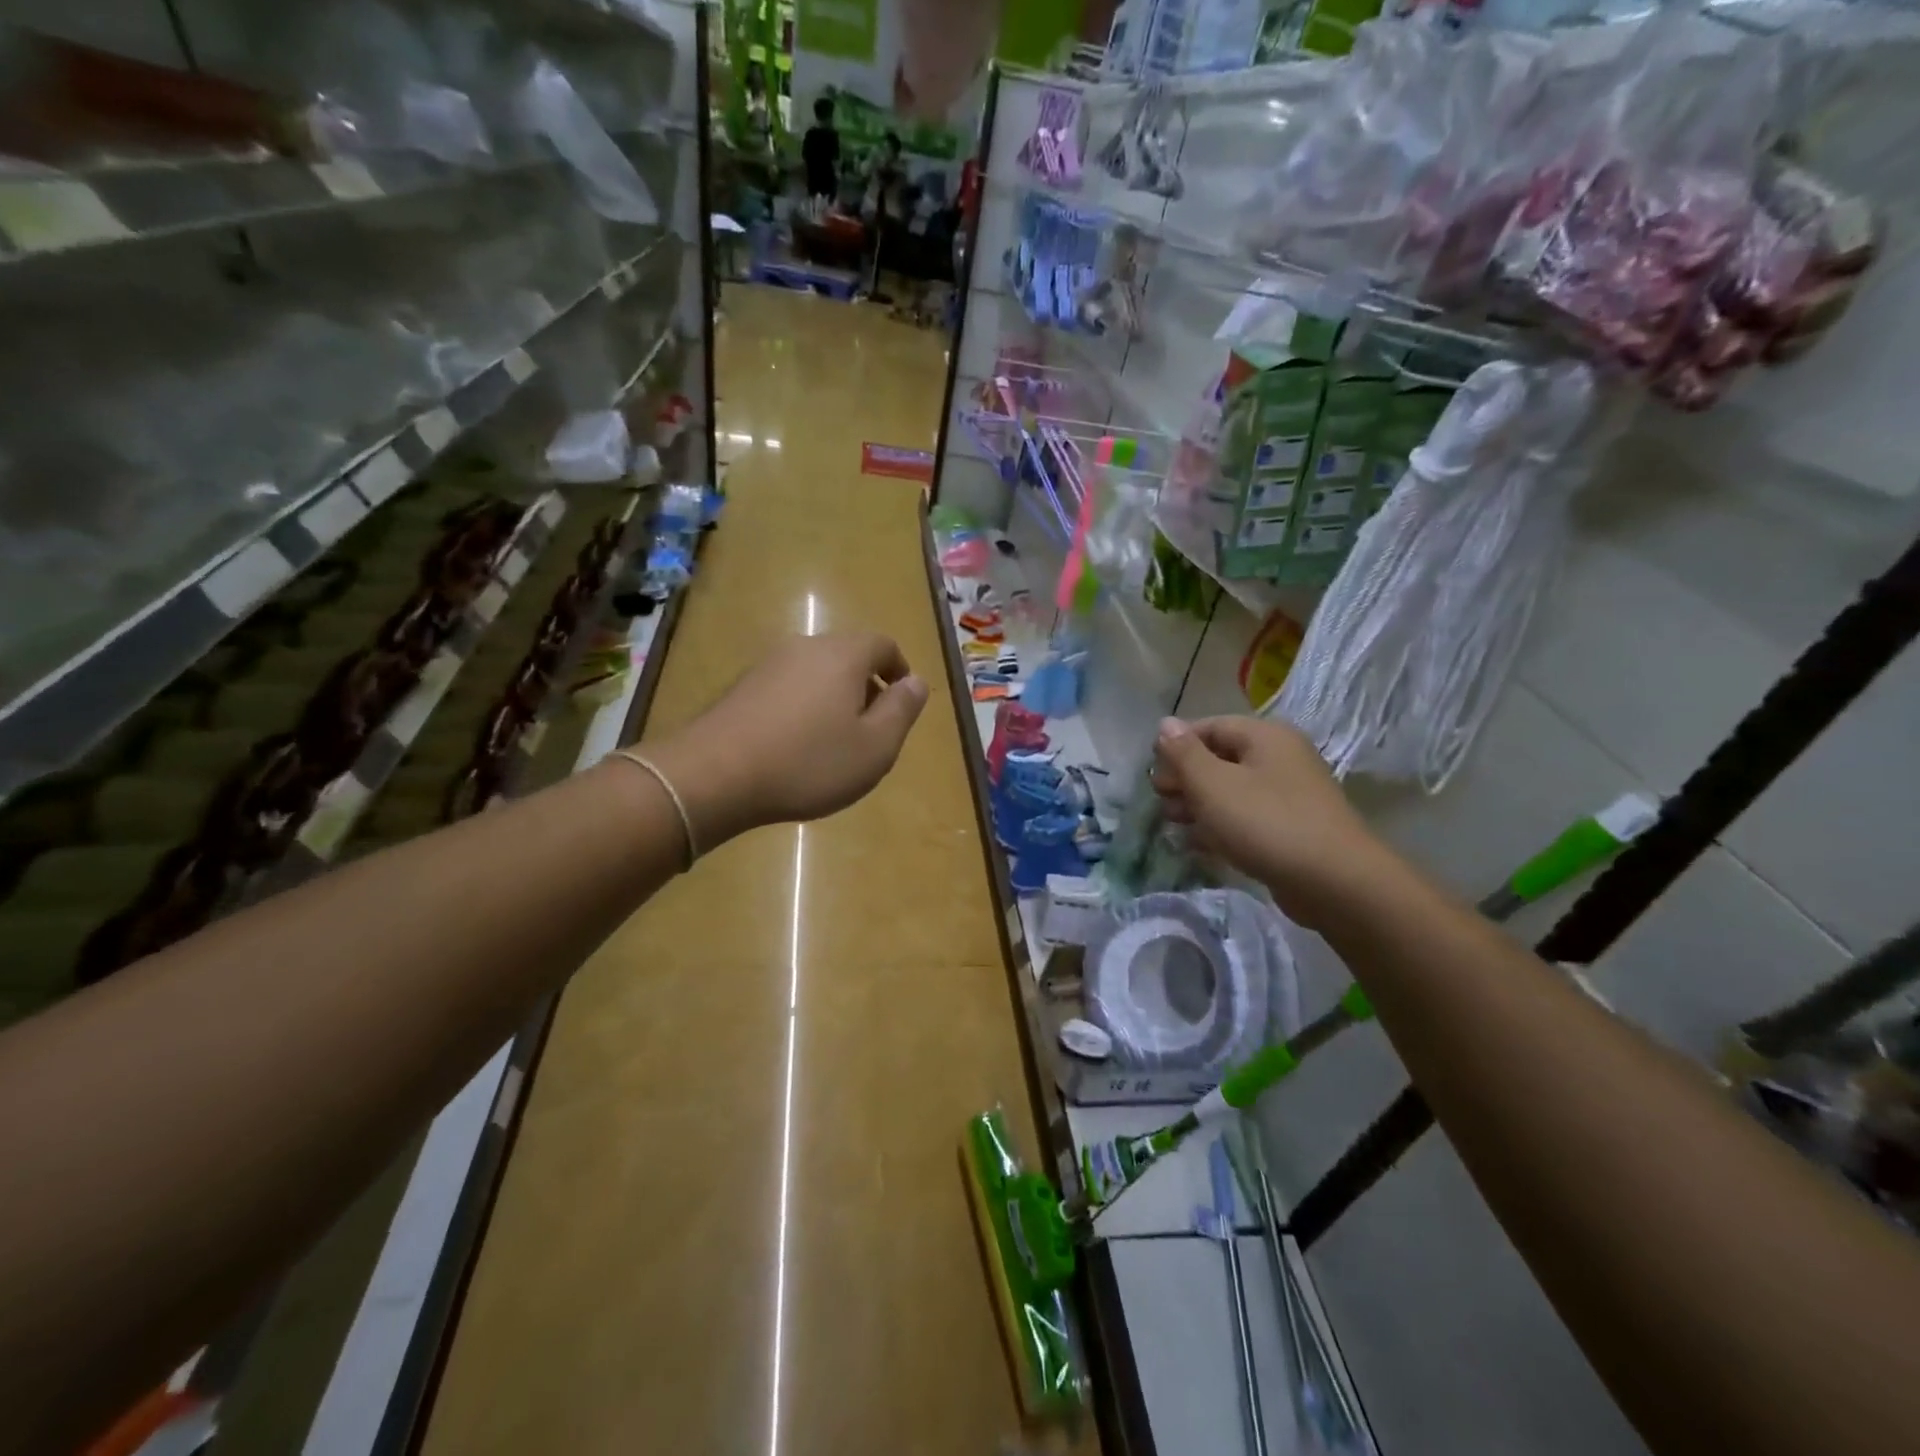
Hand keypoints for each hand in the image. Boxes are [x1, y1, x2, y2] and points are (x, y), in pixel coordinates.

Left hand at [651, 631, 927, 850]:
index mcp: (843, 655)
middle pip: (848, 656)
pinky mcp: (742, 688)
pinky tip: (795, 746)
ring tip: (834, 742)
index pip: (883, 645)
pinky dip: (802, 708)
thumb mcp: (875, 747)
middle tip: (872, 728)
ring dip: (833, 699)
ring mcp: (768, 665)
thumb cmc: (809, 762)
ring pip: (816, 673)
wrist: (714, 775)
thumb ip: (902, 710)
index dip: (899, 670)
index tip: (902, 702)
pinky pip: (787, 689)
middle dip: (866, 687)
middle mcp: (806, 647)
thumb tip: (916, 682)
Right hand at [1152, 715, 1386, 927]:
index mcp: (1264, 736)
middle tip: (1161, 802)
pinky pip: (1246, 818)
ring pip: (1231, 791)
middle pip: (1220, 759)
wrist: (1335, 882)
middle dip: (1185, 779)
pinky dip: (1219, 827)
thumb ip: (1184, 753)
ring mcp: (1288, 795)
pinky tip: (1196, 845)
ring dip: (1198, 805)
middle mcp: (1279, 758)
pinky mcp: (1291, 829)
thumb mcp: (1213, 784)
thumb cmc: (1266, 823)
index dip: (1176, 746)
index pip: (1209, 727)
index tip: (1154, 774)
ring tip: (1172, 825)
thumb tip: (1165, 724)